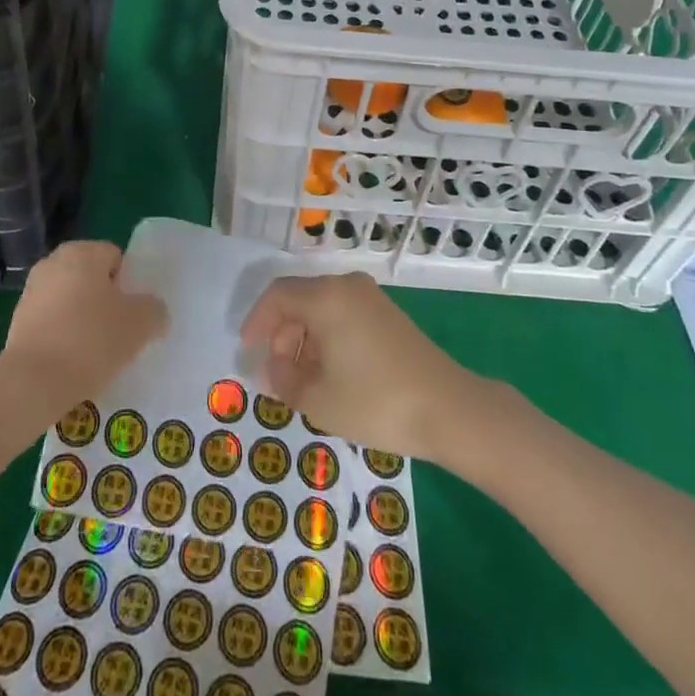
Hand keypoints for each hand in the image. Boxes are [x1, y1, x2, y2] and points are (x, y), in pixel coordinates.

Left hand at [0, 240, 166, 424]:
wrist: (31, 385)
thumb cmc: (90, 341)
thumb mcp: (139, 324)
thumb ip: (154, 310)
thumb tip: (153, 311)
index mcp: (82, 252)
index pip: (116, 257)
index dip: (129, 285)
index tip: (134, 314)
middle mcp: (53, 263)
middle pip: (91, 279)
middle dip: (105, 302)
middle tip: (120, 333)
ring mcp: (31, 293)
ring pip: (71, 302)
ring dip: (83, 321)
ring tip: (97, 354)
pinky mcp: (16, 323)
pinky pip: (52, 324)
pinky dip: (63, 338)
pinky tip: (73, 365)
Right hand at [239, 272, 475, 459]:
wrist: (447, 408)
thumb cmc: (375, 401)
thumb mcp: (318, 399)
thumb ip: (283, 380)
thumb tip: (272, 368)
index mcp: (326, 297)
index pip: (277, 296)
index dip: (257, 322)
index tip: (247, 351)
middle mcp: (347, 286)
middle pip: (300, 299)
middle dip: (281, 334)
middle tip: (276, 373)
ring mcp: (371, 298)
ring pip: (322, 308)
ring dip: (304, 338)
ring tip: (302, 380)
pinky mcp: (388, 314)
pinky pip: (343, 315)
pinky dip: (327, 337)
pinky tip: (330, 373)